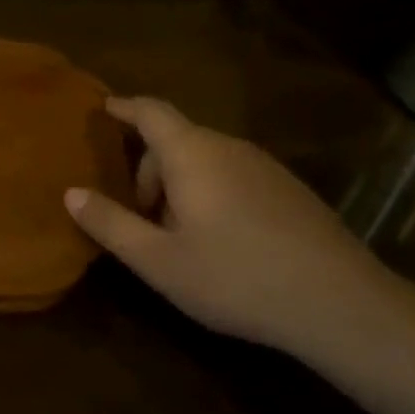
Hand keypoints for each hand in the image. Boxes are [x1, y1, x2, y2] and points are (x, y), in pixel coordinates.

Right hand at [64, 97, 412, 360]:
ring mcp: (266, 168)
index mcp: (192, 154)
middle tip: (138, 215)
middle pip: (176, 140)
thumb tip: (71, 193)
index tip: (102, 108)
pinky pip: (235, 176)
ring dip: (181, 185)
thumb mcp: (159, 261)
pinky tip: (222, 243)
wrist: (343, 306)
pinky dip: (212, 193)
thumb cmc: (237, 277)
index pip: (150, 111)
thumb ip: (110, 223)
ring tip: (177, 235)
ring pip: (207, 160)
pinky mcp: (291, 192)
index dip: (123, 107)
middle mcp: (229, 148)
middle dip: (149, 169)